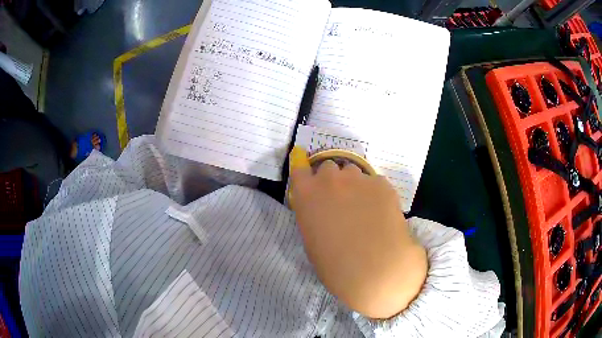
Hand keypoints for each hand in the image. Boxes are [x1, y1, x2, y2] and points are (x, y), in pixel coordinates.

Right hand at [290, 146, 426, 318]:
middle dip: (332, 181)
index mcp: (307, 194)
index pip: (300, 171)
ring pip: (353, 172)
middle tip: (341, 201)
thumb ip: (314, 216)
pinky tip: (381, 212)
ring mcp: (359, 179)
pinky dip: (375, 192)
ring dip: (354, 184)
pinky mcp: (382, 184)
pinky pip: (374, 182)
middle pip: (328, 167)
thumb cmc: (336, 264)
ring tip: (364, 206)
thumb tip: (323, 211)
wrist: (376, 268)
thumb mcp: (312, 241)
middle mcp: (331, 180)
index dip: (306, 178)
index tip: (311, 185)